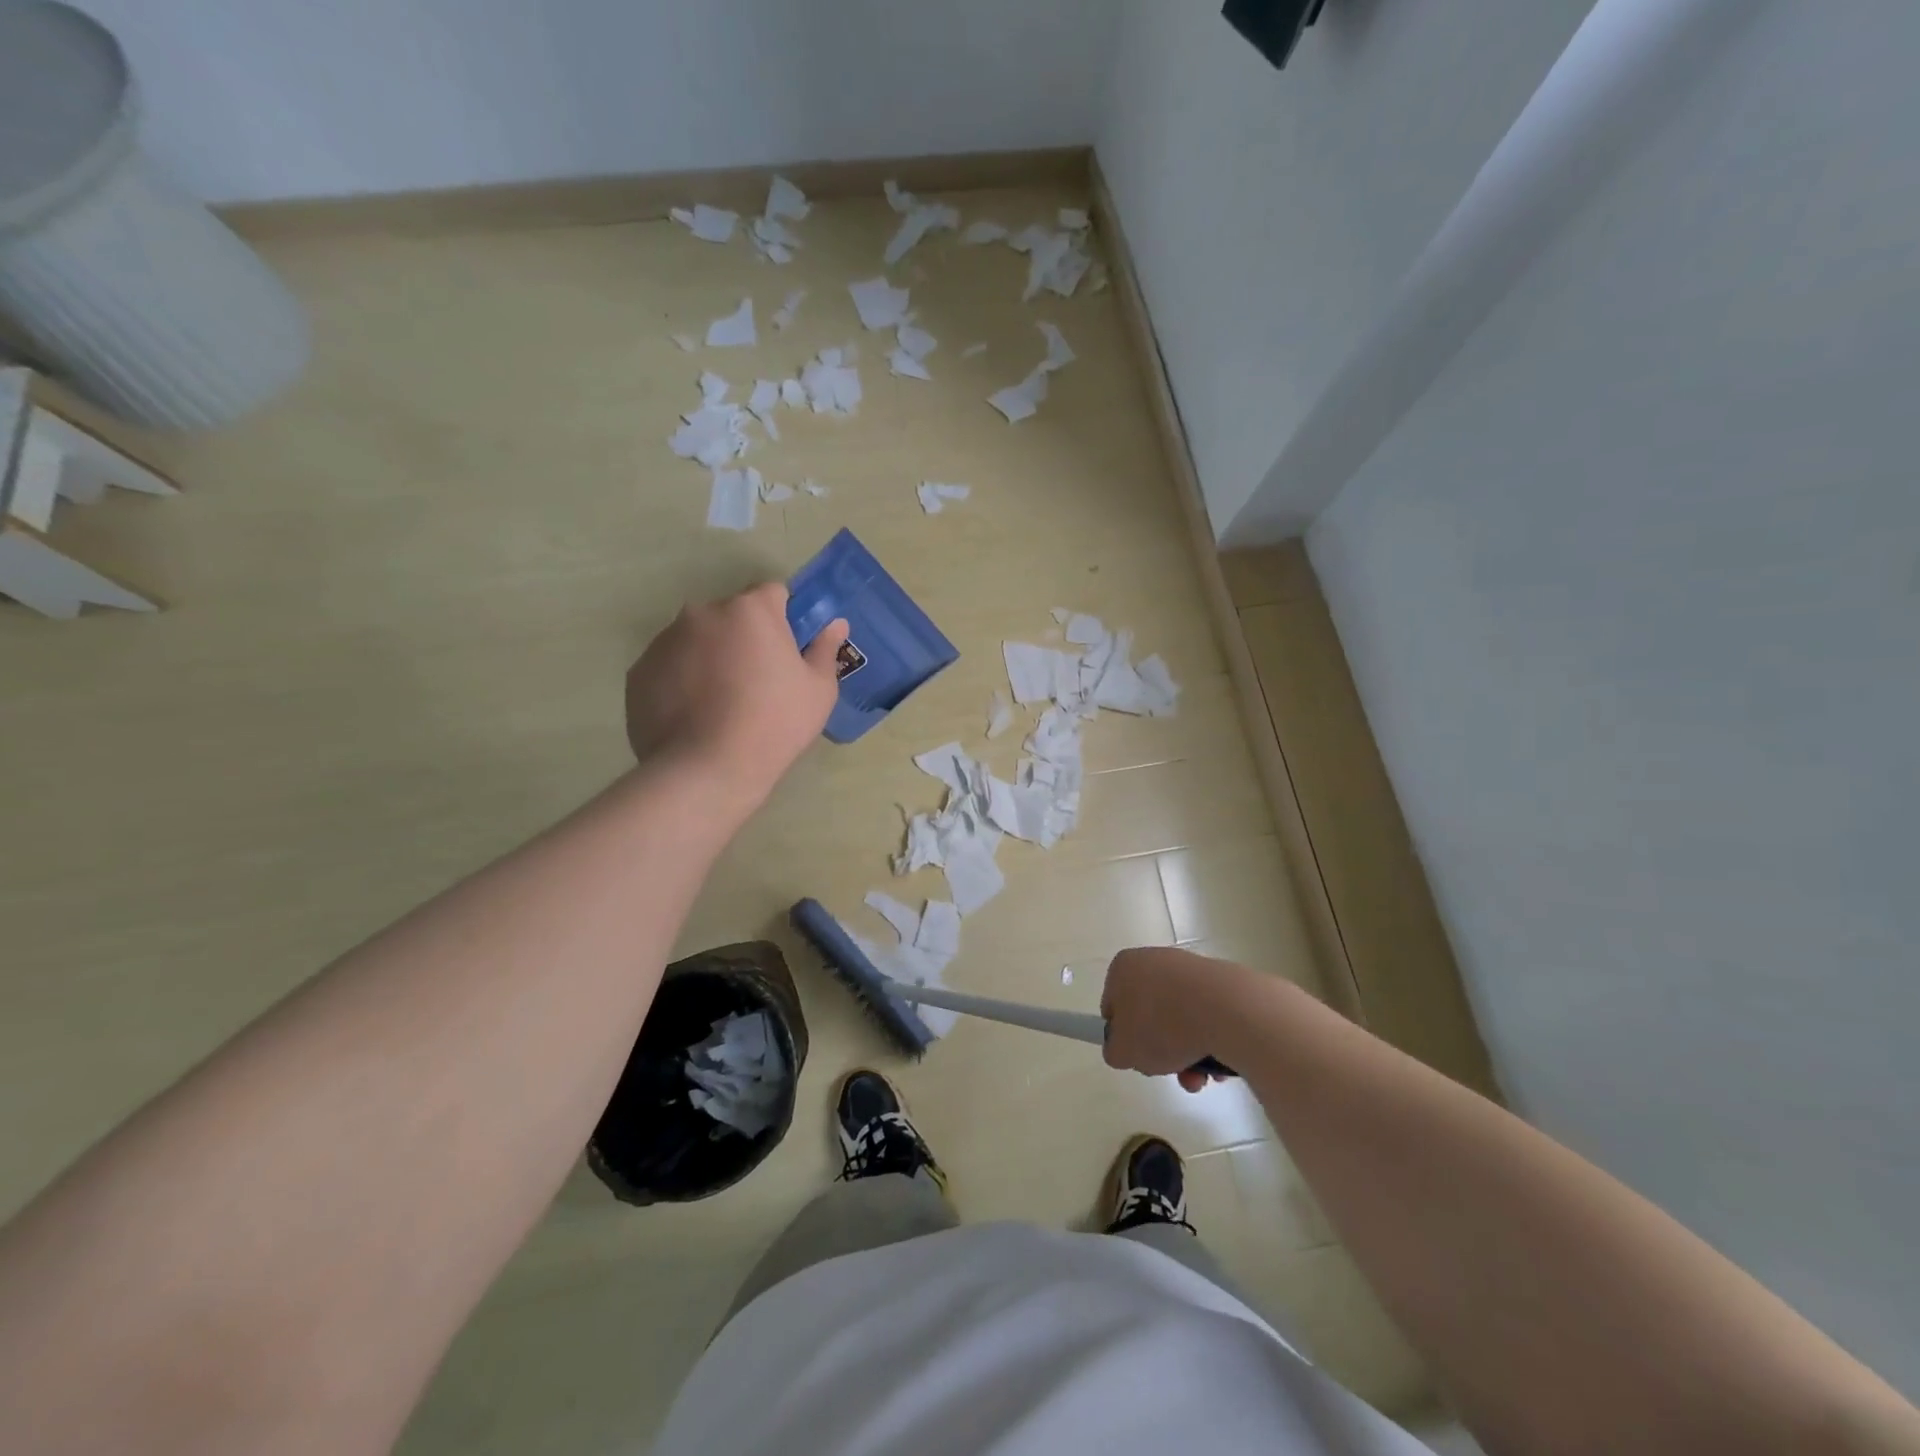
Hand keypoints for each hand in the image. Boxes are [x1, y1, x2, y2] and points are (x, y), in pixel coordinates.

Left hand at [625, 583, 846, 815]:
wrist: (707, 769)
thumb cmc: (775, 724)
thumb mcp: (818, 690)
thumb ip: (824, 649)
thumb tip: (835, 624)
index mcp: (750, 610)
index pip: (773, 593)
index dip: (784, 619)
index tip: (787, 651)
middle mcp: (703, 612)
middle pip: (732, 616)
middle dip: (744, 638)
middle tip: (757, 682)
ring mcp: (665, 640)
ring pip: (698, 640)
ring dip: (711, 658)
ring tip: (721, 704)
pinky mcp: (638, 671)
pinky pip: (670, 666)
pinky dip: (682, 681)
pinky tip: (694, 716)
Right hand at [1102, 947, 1261, 1091]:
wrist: (1227, 1011)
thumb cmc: (1162, 1025)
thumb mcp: (1123, 1051)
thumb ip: (1114, 1051)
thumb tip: (1124, 1048)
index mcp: (1124, 967)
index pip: (1113, 1005)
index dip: (1122, 1035)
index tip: (1137, 1055)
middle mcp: (1154, 960)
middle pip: (1149, 1014)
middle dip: (1160, 1049)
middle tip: (1168, 1070)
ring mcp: (1190, 969)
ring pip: (1180, 1019)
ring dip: (1186, 1054)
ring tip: (1199, 1078)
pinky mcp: (1221, 981)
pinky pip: (1207, 1017)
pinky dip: (1210, 1041)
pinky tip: (1218, 1063)